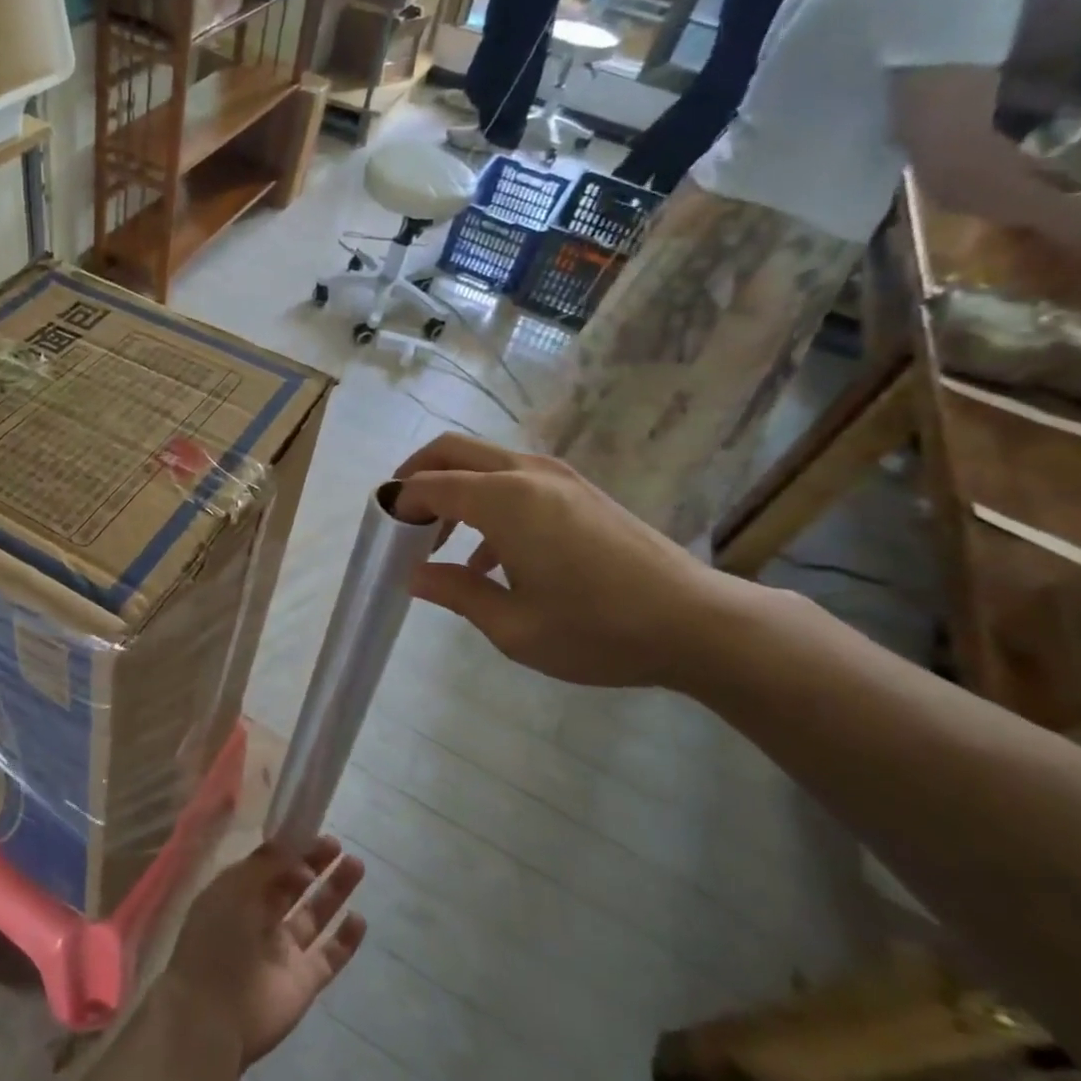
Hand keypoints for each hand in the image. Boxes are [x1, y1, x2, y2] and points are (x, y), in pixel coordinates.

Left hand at [166, 837, 366, 1069]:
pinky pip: (328, 956)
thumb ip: (266, 864)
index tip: (313, 831)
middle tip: (338, 845)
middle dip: (315, 863)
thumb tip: (293, 846)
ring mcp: (283, 952)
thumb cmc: (216, 941)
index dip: (290, 848)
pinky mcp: (303, 982)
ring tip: (356, 865)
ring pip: (314, 915)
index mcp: (237, 896)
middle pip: (293, 886)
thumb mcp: (234, 888)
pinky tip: (359, 919)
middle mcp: (260, 920)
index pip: (268, 865)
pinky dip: (345, 939)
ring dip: (334, 891)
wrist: (211, 1017)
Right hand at [393, 432, 744, 688]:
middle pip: (452, 451)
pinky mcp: (579, 491)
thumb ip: (456, 592)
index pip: (429, 484)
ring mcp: (557, 477)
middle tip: (401, 519)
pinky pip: (514, 480)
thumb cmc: (597, 629)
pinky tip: (491, 557)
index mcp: (504, 500)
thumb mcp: (513, 627)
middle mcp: (526, 473)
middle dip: (417, 476)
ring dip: (452, 488)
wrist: (696, 623)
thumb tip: (414, 575)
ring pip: (483, 461)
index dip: (398, 504)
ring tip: (440, 543)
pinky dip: (486, 500)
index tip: (384, 535)